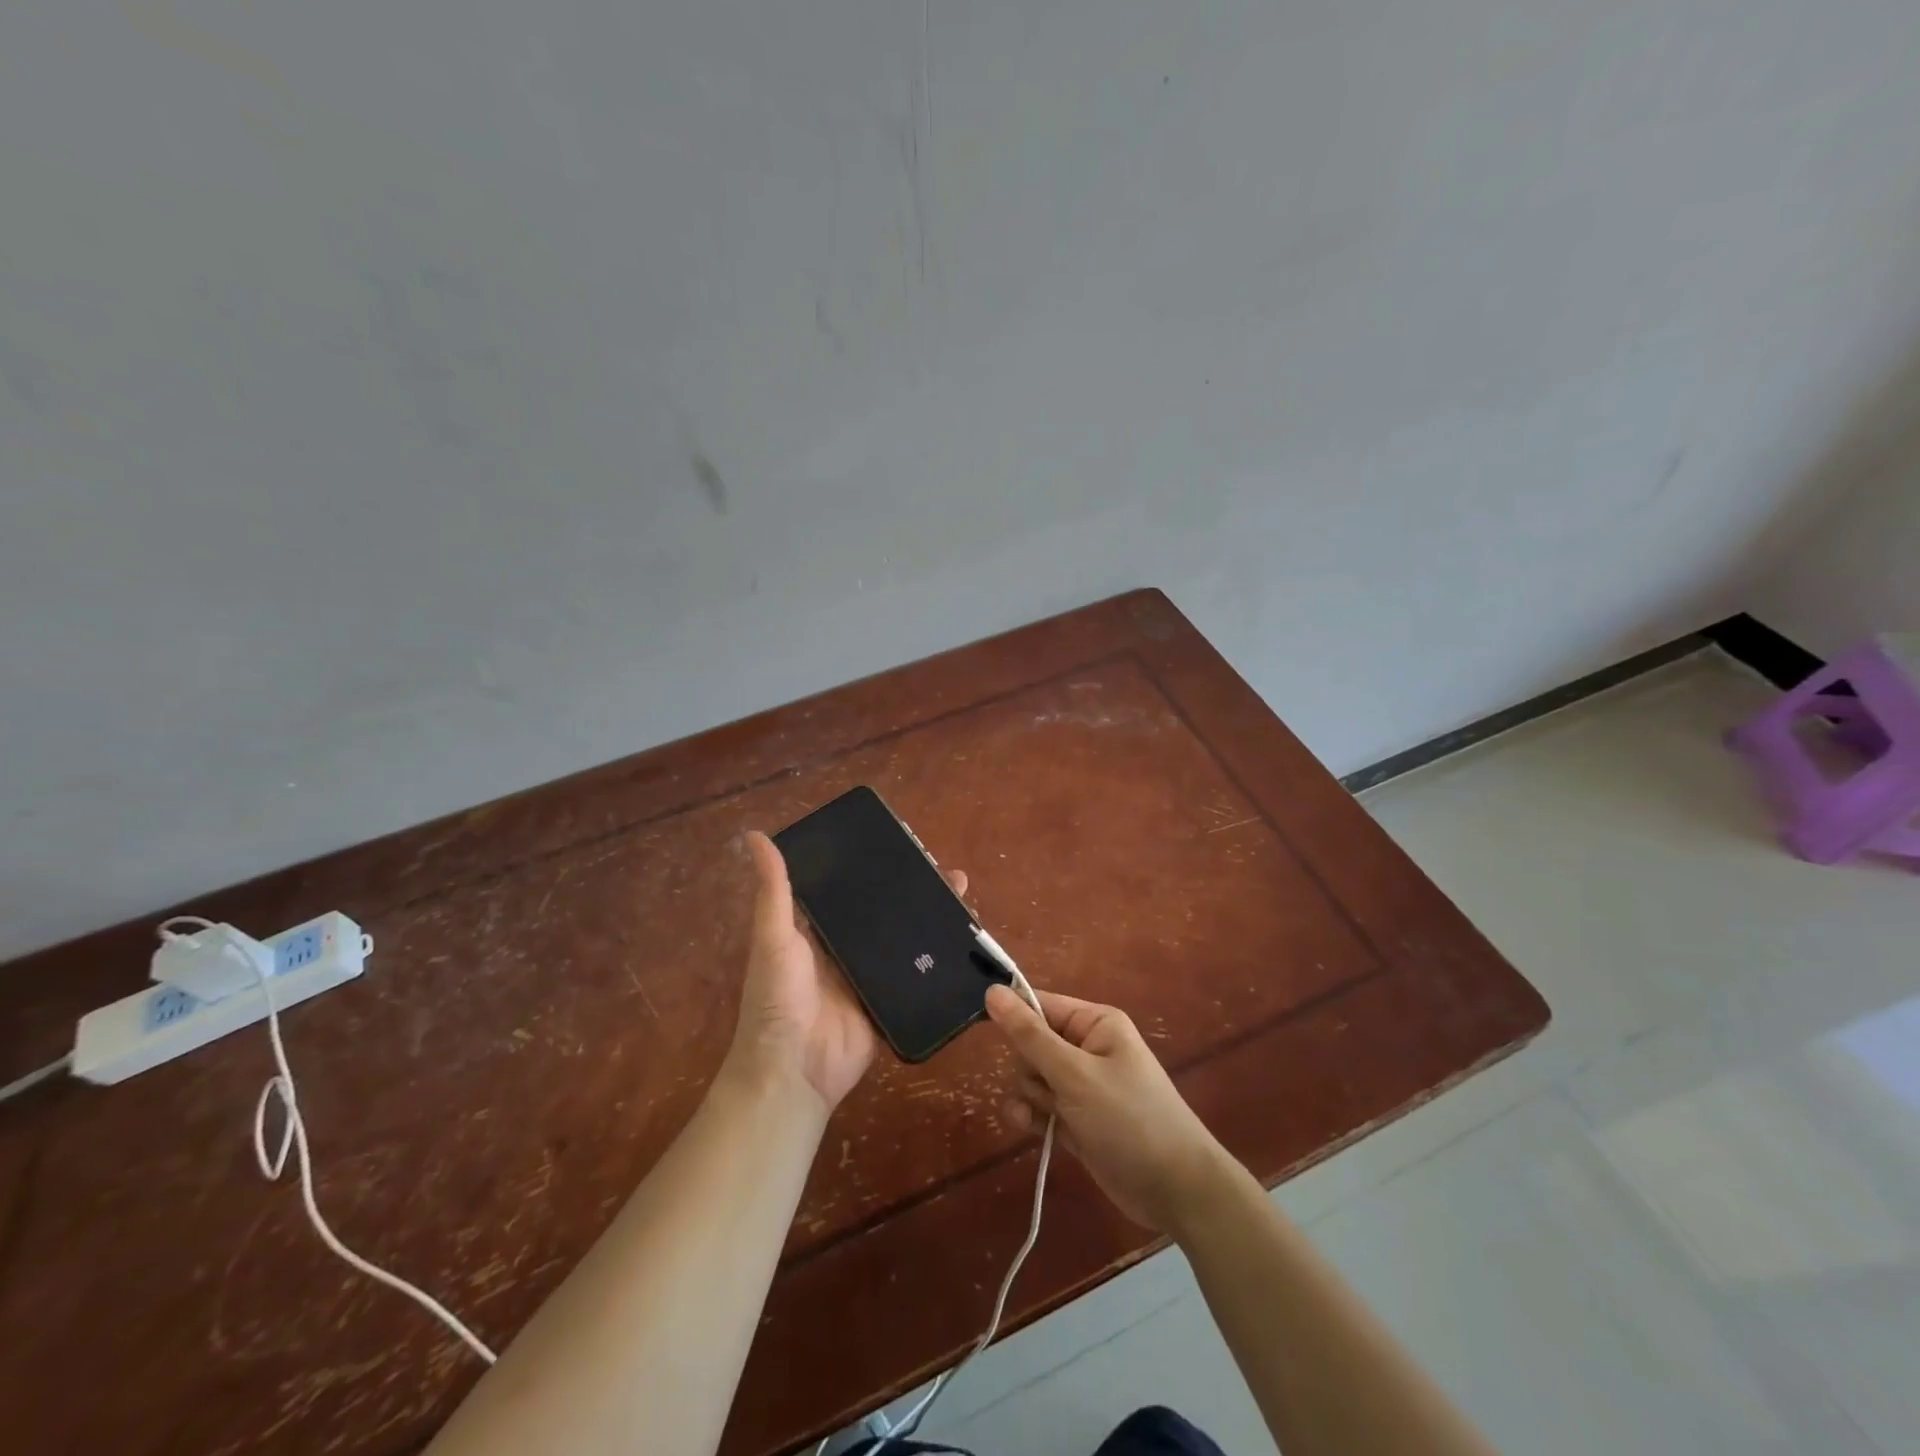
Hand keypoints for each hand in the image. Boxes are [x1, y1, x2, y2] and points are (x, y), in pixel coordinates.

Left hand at [726, 831, 965, 1115]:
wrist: (795, 1072)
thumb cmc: (777, 999)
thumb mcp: (773, 938)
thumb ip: (774, 891)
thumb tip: (755, 834)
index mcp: (817, 928)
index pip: (848, 887)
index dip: (872, 865)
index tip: (902, 842)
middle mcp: (846, 947)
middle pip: (884, 911)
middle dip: (912, 890)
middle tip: (945, 869)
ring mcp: (871, 975)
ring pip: (906, 939)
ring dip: (931, 918)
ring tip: (963, 894)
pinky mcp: (891, 1001)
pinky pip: (917, 975)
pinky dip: (938, 959)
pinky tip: (966, 940)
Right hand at [986, 985, 1232, 1232]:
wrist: (1175, 1190)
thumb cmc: (1129, 1118)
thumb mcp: (1075, 1073)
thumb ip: (1030, 1034)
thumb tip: (992, 990)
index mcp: (1094, 1023)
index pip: (1040, 1004)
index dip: (1013, 1017)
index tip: (983, 1028)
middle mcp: (1087, 1047)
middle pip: (1031, 1043)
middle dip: (1029, 1069)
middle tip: (1048, 1088)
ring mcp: (1081, 1085)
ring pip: (1031, 1077)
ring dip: (1030, 1097)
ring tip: (1048, 1117)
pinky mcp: (1076, 1118)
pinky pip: (1040, 1106)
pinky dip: (1033, 1116)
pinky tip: (1032, 1130)